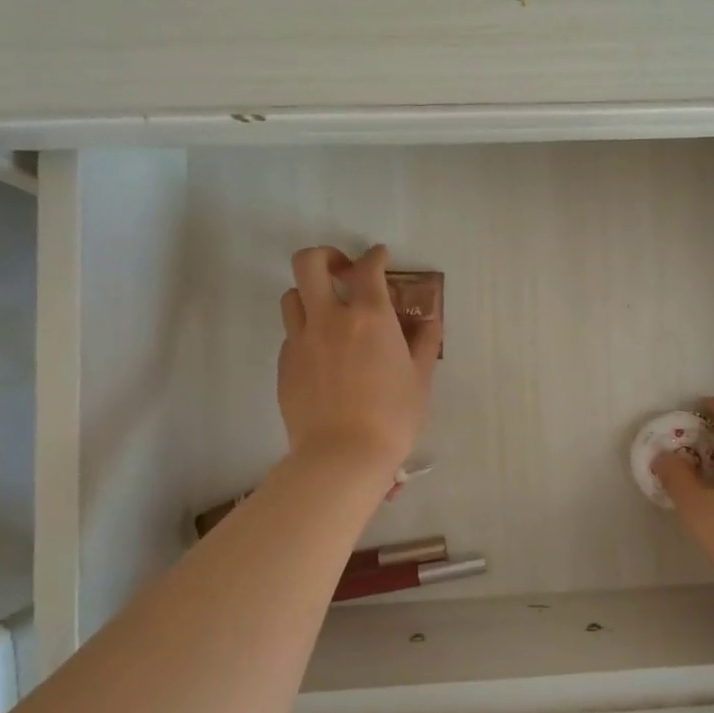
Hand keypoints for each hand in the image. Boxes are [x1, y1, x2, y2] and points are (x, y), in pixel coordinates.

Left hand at [277, 245, 441, 473]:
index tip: (380, 257)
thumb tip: (429, 323)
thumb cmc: (392, 417)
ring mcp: (301, 341)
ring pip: (292, 296)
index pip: (368, 268)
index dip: (375, 256)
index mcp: (370, 317)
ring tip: (328, 313)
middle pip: (309, 263)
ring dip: (310, 295)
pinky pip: (291, 334)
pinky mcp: (284, 365)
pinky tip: (323, 355)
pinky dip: (306, 332)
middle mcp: (330, 319)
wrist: (342, 456)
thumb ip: (425, 344)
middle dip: (325, 256)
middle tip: (342, 271)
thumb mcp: (421, 380)